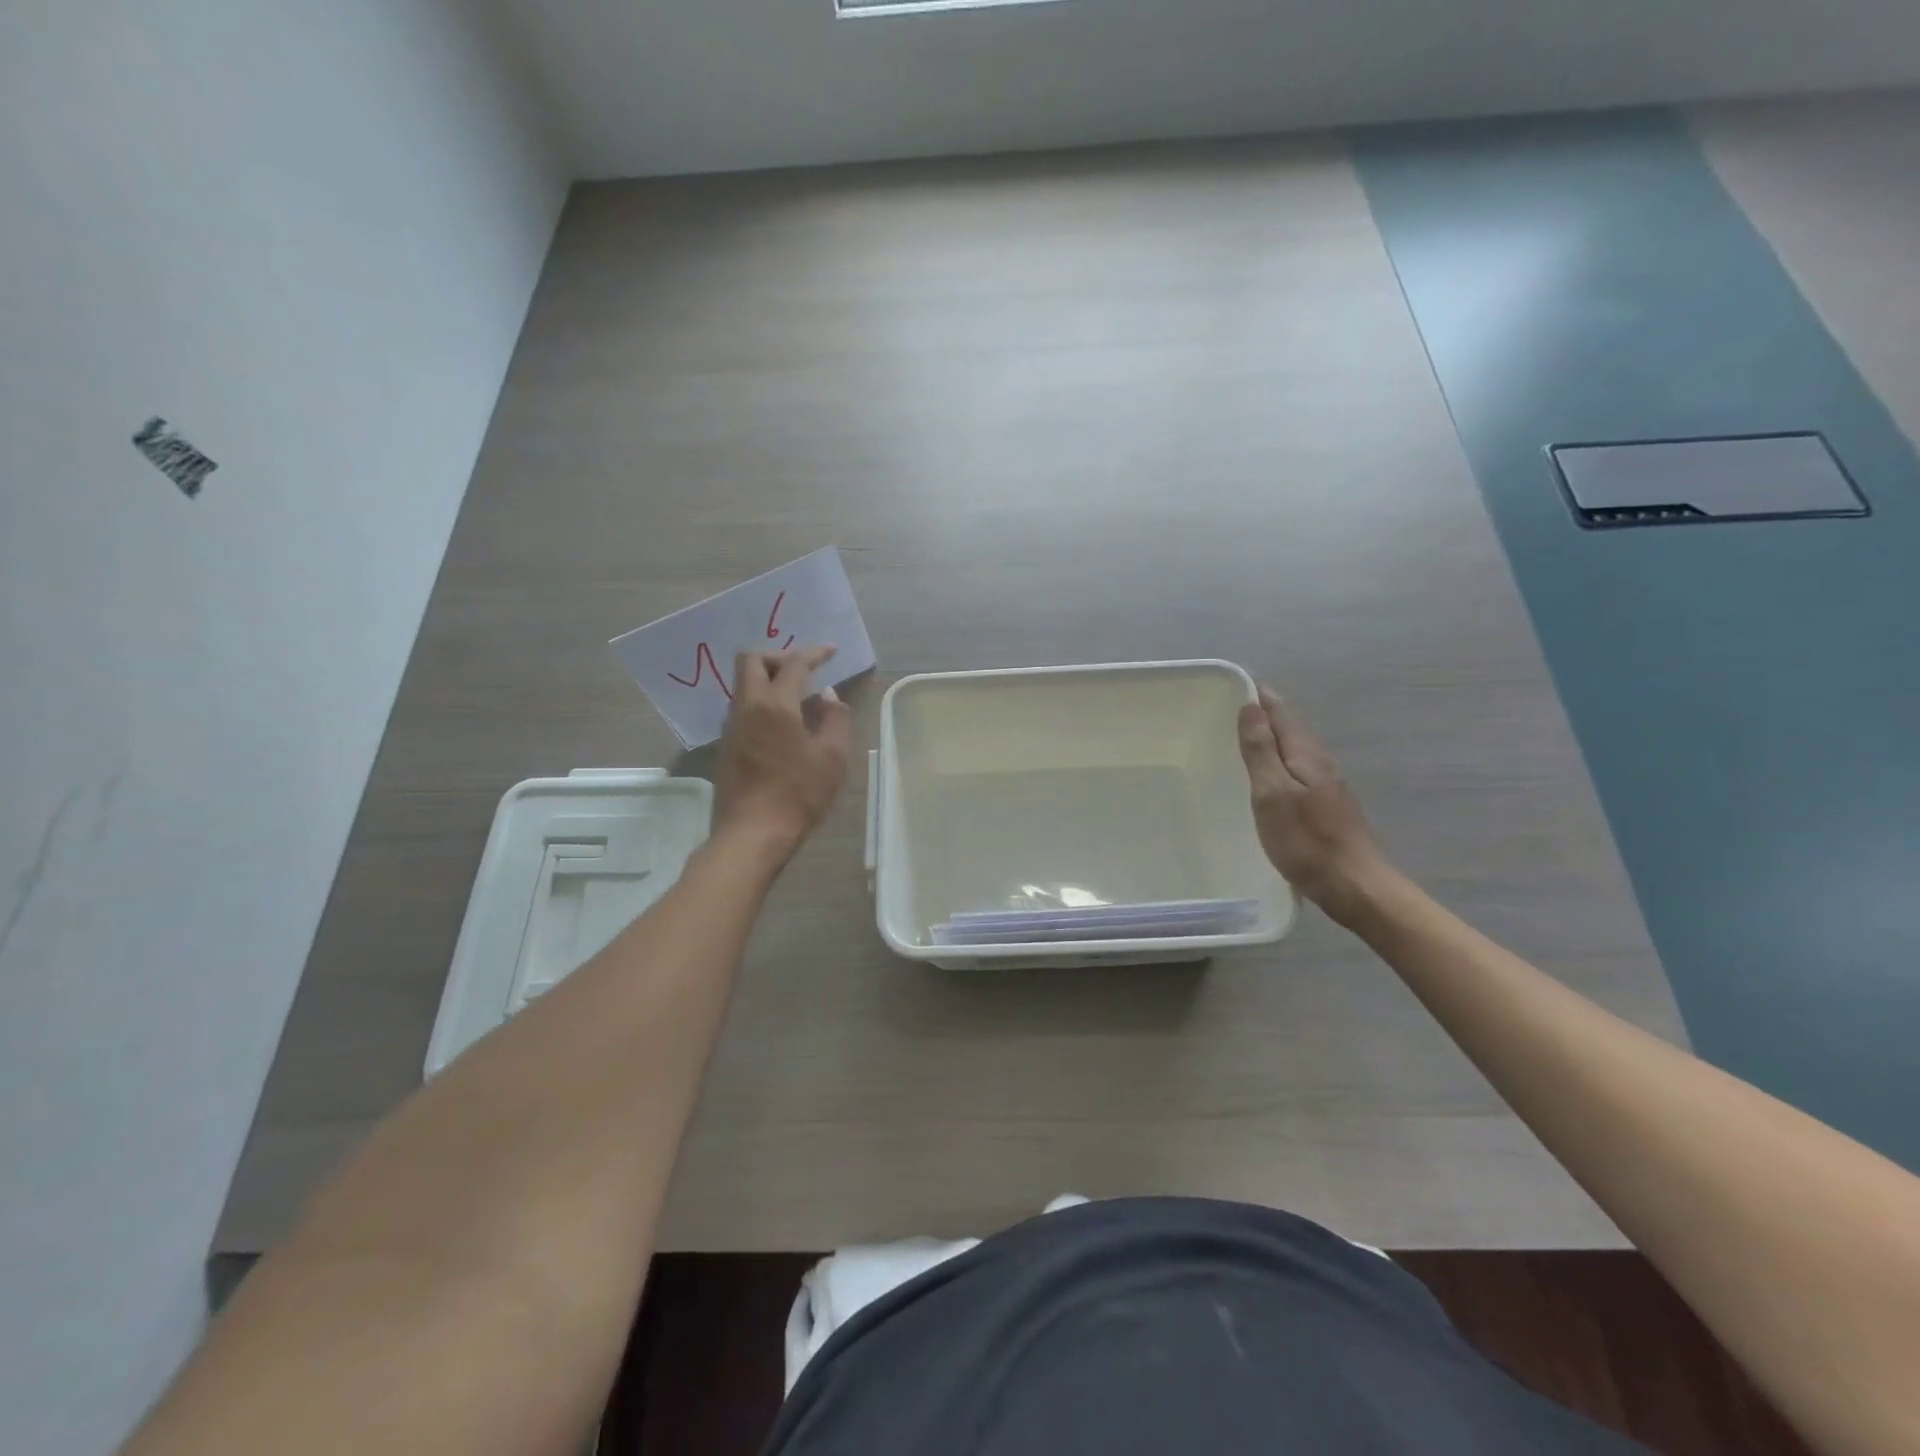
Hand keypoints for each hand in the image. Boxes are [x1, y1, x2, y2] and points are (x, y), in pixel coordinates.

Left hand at [712, 646, 852, 857]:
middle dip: (779, 656)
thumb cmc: (798, 794)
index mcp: (775, 705)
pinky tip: (784, 726)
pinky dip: (763, 703)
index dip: (814, 653)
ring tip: (799, 699)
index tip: (831, 651)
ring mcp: (731, 728)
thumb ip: (835, 719)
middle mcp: (747, 708)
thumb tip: (828, 696)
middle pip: (752, 661)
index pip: (793, 664)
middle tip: (804, 671)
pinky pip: (743, 709)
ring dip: (769, 681)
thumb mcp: (832, 757)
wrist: (752, 834)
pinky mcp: (726, 747)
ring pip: (744, 686)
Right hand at [1237, 687, 1391, 925]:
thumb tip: (1251, 706)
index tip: (1234, 683)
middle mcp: (1320, 762)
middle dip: (1265, 714)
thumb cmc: (1307, 841)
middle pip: (1291, 728)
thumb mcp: (1273, 793)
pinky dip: (1280, 761)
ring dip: (1272, 738)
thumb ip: (1261, 750)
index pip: (1281, 713)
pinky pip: (1298, 769)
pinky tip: (1269, 776)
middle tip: (1233, 706)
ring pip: (1296, 749)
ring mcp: (1327, 785)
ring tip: (1245, 736)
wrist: (1355, 886)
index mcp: (1306, 754)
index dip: (1259, 697)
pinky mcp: (1327, 806)